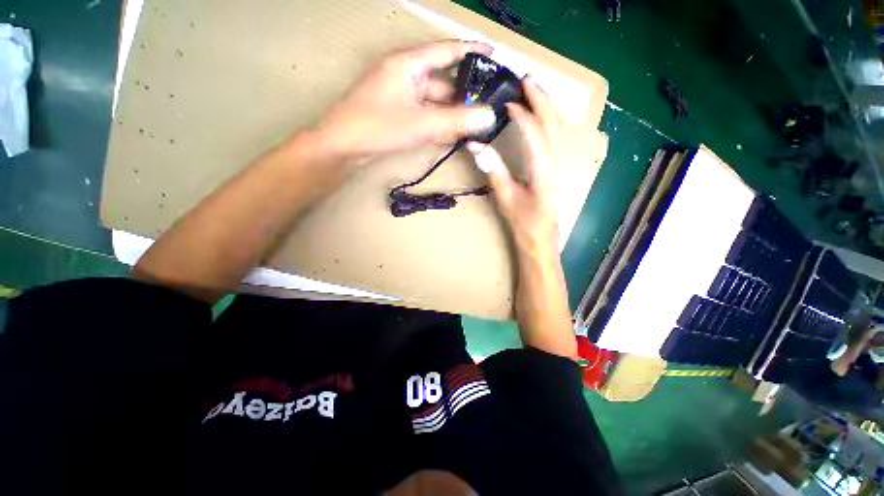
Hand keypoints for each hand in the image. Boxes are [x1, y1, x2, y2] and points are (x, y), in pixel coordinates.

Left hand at [314, 41, 496, 161]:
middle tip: (488, 108)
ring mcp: (401, 96)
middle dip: (465, 95)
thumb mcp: (421, 124)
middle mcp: (405, 75)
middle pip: (443, 82)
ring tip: (475, 126)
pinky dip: (438, 124)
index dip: (471, 52)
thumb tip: (489, 116)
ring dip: (452, 115)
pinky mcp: (398, 114)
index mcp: (408, 64)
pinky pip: (425, 115)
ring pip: (434, 103)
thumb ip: (456, 121)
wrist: (342, 147)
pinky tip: (454, 136)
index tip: (494, 56)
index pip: (446, 51)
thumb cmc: (378, 127)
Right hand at [468, 77, 563, 253]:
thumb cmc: (523, 222)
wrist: (542, 237)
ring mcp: (559, 164)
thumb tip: (476, 146)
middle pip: (553, 124)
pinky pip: (555, 136)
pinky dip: (547, 119)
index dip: (523, 117)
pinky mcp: (556, 166)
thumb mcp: (506, 198)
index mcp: (543, 173)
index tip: (508, 104)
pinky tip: (539, 113)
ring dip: (547, 105)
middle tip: (525, 80)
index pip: (536, 136)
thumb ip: (494, 171)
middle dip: (541, 99)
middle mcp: (556, 164)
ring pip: (558, 128)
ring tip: (533, 89)